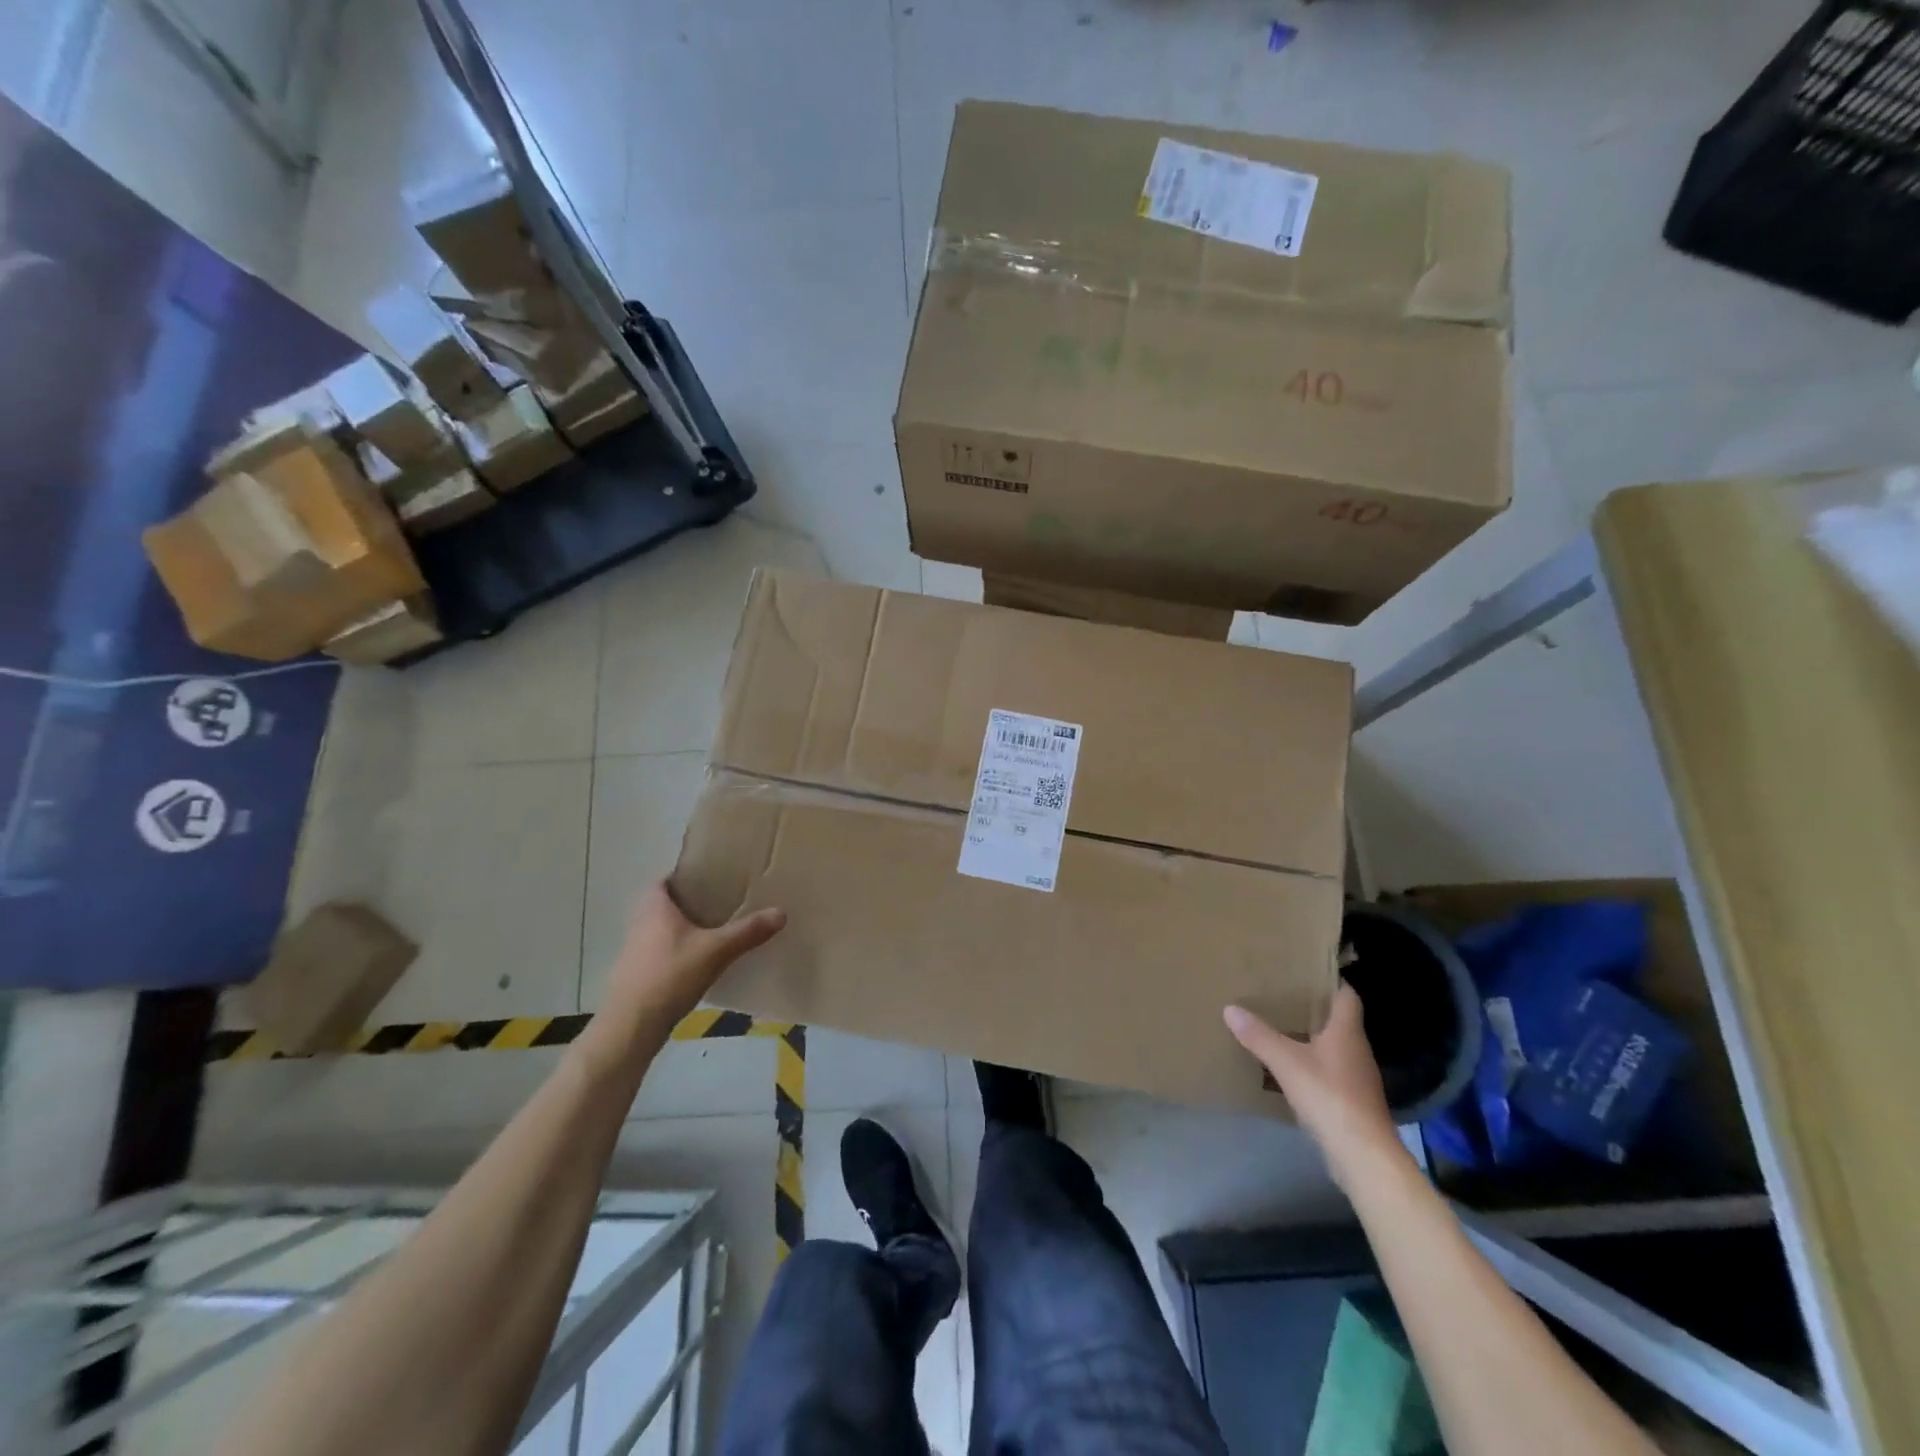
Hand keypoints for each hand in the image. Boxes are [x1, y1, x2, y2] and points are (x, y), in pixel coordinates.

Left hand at [602, 883, 785, 1039]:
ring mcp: (634, 950)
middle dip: (689, 902)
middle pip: (664, 904)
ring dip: (682, 928)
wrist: (632, 1026)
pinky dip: (676, 951)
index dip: (684, 875)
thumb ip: (748, 931)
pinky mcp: (636, 974)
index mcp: (654, 907)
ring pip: (661, 929)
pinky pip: (659, 952)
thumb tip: (781, 912)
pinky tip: (698, 963)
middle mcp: (639, 923)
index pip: (664, 879)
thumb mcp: (717, 951)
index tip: (710, 877)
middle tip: (719, 903)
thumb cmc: (671, 975)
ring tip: (714, 931)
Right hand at [1224, 985, 1404, 1188]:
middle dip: (1314, 1008)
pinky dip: (1314, 1065)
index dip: (1331, 981)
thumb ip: (1258, 1035)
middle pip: (1339, 1020)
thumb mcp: (1286, 1061)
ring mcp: (1358, 1078)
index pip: (1347, 995)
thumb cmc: (1329, 1096)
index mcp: (1347, 1031)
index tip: (1306, 971)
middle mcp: (1357, 1049)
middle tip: (1283, 996)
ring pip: (1335, 1047)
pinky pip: (1332, 1072)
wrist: (1363, 1155)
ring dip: (1313, 1038)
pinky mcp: (1353, 1102)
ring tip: (1282, 1029)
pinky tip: (1292, 1069)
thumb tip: (1230, 1008)